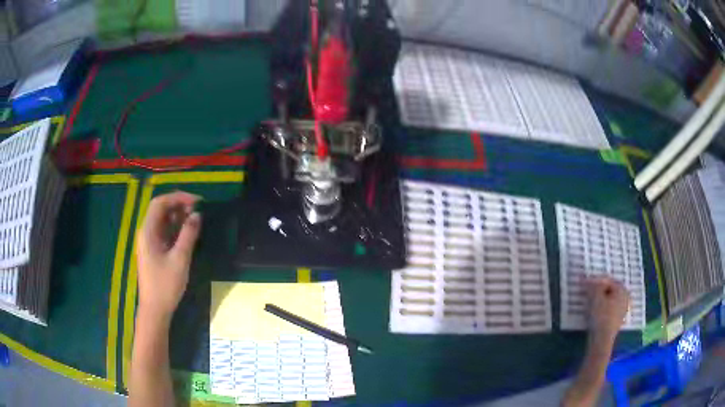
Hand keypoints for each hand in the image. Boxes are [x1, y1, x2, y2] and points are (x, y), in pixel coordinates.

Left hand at [137, 192, 201, 321]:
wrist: (155, 310)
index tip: (197, 201)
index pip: (160, 203)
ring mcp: (149, 242)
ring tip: (195, 220)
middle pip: (160, 210)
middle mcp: (146, 233)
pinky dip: (176, 229)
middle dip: (179, 206)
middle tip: (198, 210)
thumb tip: (197, 215)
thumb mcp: (180, 259)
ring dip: (178, 217)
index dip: (178, 197)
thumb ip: (188, 235)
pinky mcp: (154, 251)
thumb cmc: (165, 285)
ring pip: (163, 221)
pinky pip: (164, 233)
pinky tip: (187, 233)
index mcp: (148, 231)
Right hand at [586, 276, 629, 346]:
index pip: (606, 280)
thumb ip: (591, 285)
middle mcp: (625, 297)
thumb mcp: (594, 297)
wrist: (602, 340)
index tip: (583, 284)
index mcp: (622, 288)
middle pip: (609, 289)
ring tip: (588, 302)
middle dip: (597, 290)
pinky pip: (609, 309)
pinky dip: (601, 308)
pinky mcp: (617, 321)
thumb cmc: (601, 316)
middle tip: (586, 292)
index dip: (594, 280)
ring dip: (599, 299)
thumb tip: (585, 278)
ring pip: (609, 299)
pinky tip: (594, 312)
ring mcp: (622, 310)